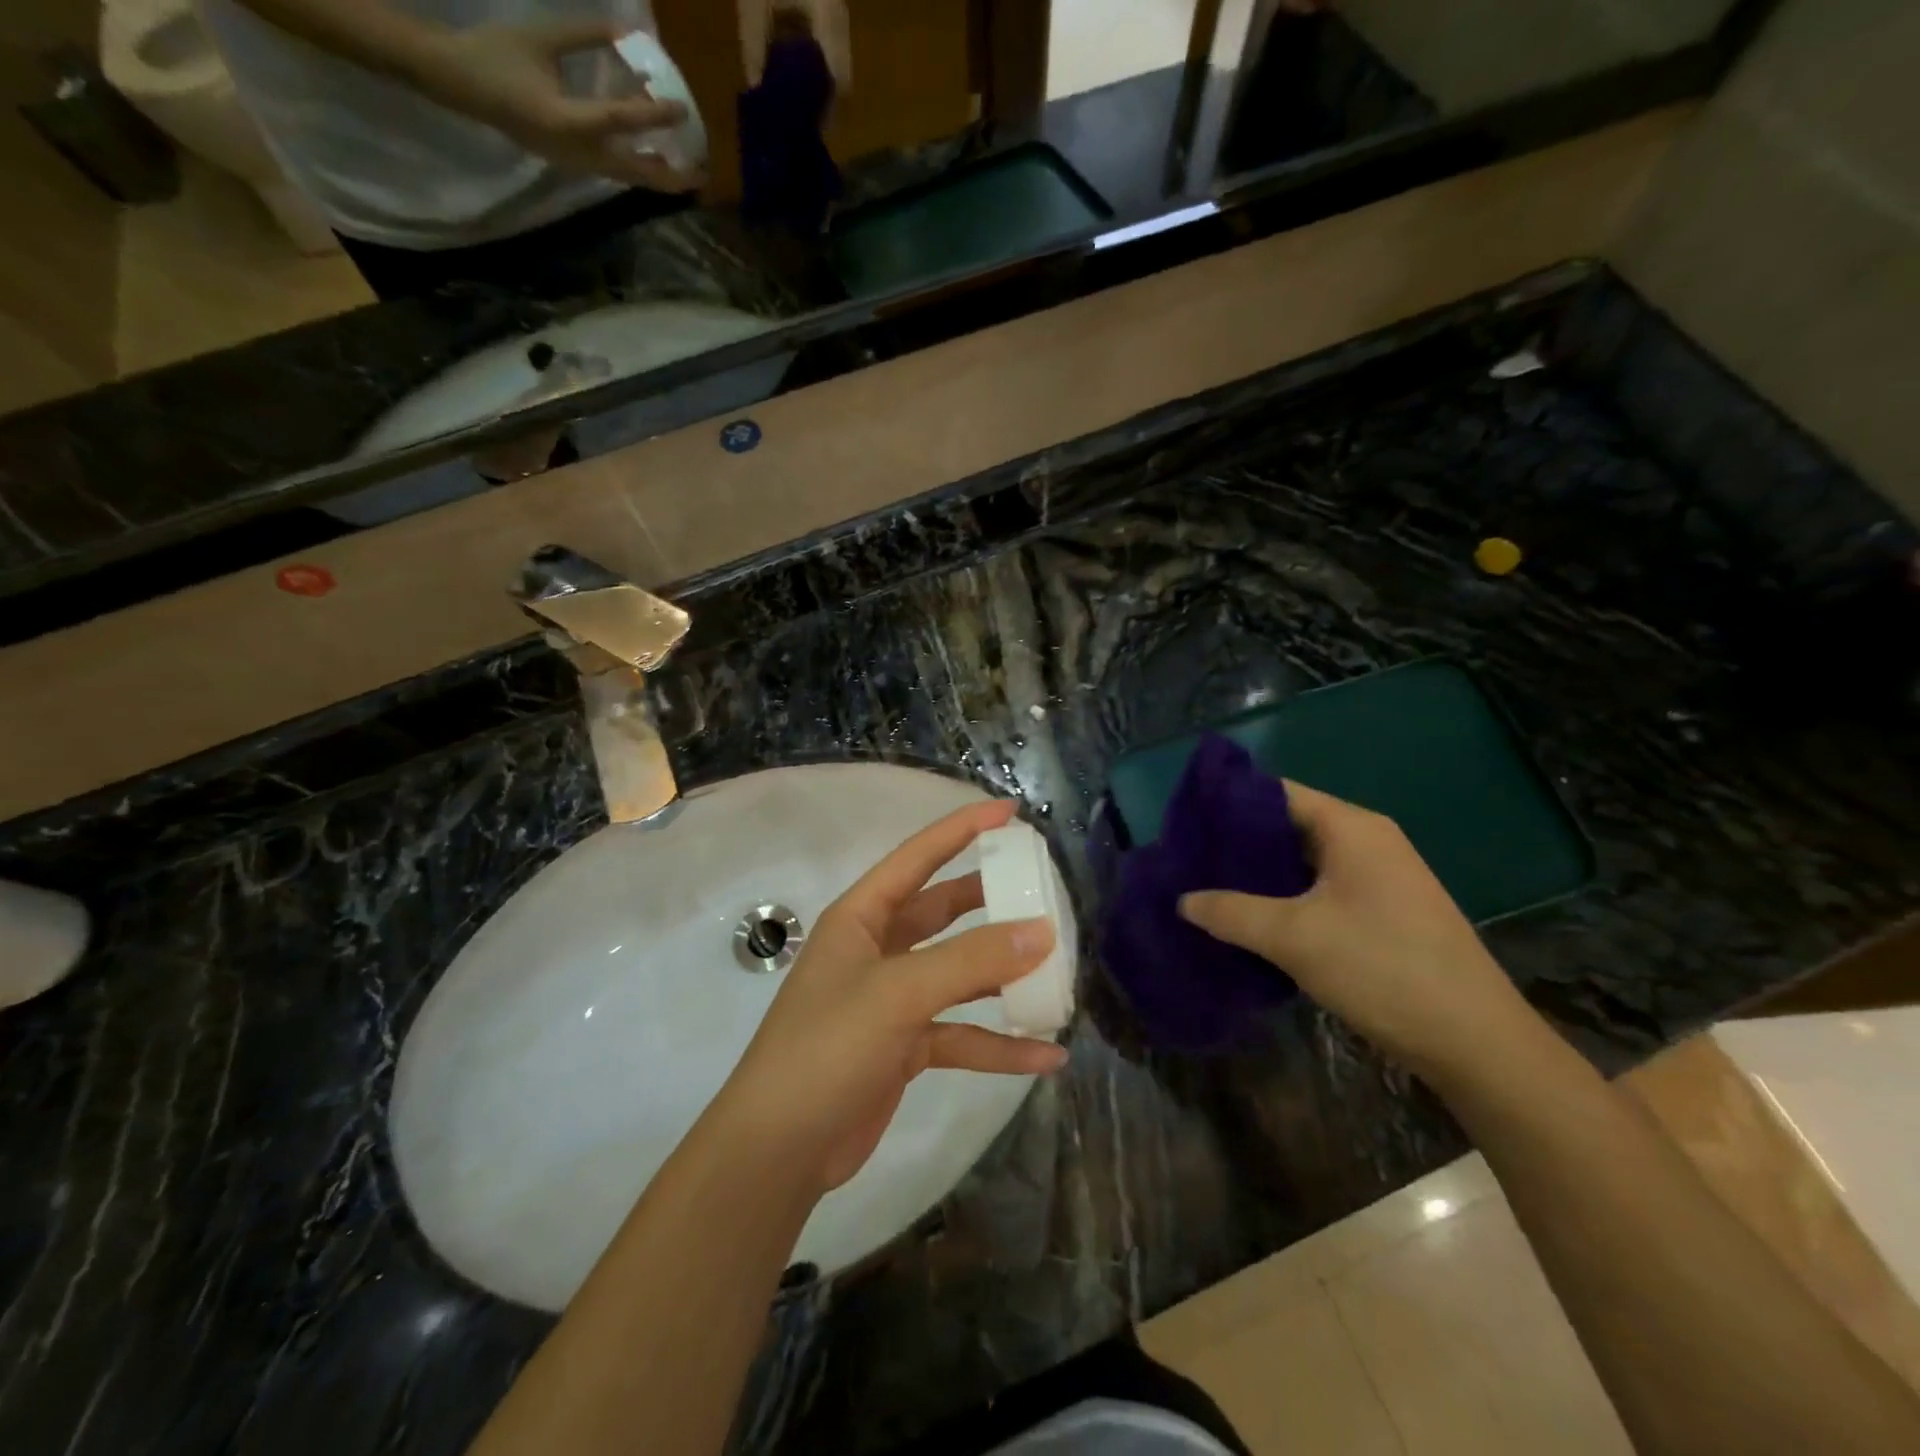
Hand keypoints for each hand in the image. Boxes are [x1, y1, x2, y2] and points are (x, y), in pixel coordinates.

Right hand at [419, 19, 702, 190]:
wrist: (462, 86)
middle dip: (671, 175)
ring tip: (688, 173)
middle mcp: (577, 152)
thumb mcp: (542, 36)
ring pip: (628, 177)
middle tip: (702, 174)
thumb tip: (628, 34)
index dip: (655, 115)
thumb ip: (585, 36)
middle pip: (636, 171)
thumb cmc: (498, 54)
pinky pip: (616, 171)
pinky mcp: (575, 165)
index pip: (621, 121)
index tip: (682, 108)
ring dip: (659, 176)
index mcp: (566, 119)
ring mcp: (577, 164)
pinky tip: (657, 161)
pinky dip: (640, 167)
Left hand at [707, 799, 1068, 1197]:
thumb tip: (1042, 931)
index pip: (917, 857)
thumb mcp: (899, 993)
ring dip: (1003, 976)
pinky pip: (961, 1034)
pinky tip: (1045, 1057)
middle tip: (1040, 890)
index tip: (1010, 813)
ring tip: (1056, 972)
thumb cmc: (827, 1048)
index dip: (962, 829)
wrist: (779, 1149)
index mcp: (861, 917)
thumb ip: (970, 959)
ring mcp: (892, 1000)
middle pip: (943, 912)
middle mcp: (877, 950)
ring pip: (959, 974)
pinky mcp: (904, 1047)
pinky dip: (998, 1044)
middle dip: (989, 901)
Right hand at [1179, 781, 1533, 1081]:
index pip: (1276, 793)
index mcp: (1351, 827)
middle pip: (1288, 825)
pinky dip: (1285, 898)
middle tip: (1190, 862)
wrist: (1476, 1041)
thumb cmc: (1382, 968)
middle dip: (1238, 843)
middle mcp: (1368, 841)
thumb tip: (1183, 900)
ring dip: (1260, 875)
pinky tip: (1254, 921)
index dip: (1228, 803)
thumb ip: (1231, 912)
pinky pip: (1322, 889)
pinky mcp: (1385, 910)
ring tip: (1211, 890)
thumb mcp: (1293, 937)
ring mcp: (1381, 877)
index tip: (1184, 824)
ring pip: (1304, 861)